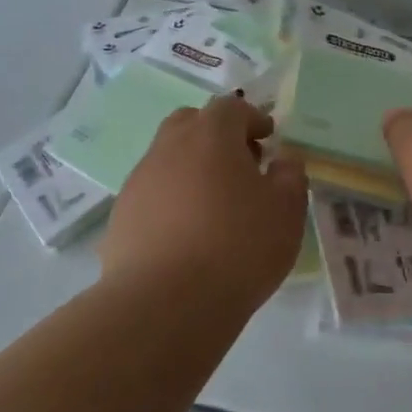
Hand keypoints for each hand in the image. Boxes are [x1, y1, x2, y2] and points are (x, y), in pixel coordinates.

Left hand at [101, 95, 308, 315]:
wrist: (166, 303)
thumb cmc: (238, 247)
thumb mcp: (286, 212)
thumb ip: (290, 176)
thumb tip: (283, 160)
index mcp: (211, 136)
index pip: (231, 107)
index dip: (253, 118)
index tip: (268, 139)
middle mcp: (169, 148)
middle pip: (191, 123)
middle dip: (216, 135)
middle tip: (240, 165)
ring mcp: (139, 181)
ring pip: (167, 158)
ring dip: (192, 168)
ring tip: (214, 205)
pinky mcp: (121, 216)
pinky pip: (152, 193)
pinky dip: (172, 200)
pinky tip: (187, 234)